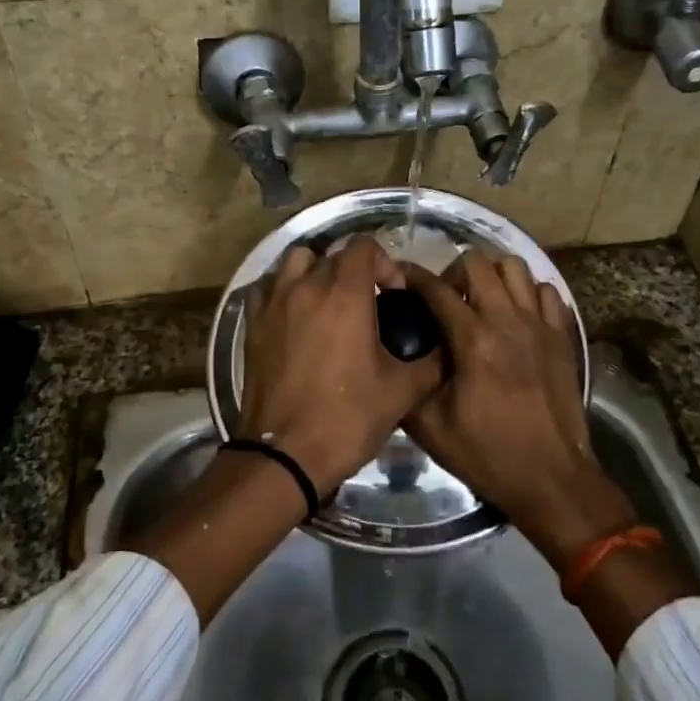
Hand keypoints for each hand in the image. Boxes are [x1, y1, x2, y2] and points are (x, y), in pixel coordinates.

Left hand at [238, 237, 443, 492]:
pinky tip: (295, 314)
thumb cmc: (348, 418)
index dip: (384, 263)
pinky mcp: (253, 324)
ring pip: (295, 261)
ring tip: (328, 301)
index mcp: (345, 294)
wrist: (286, 454)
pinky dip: (283, 289)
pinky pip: (267, 287)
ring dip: (315, 271)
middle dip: (354, 270)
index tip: (393, 295)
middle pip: (332, 254)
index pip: (363, 246)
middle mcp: (306, 287)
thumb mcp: (402, 391)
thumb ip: (432, 362)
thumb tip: (447, 347)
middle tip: (368, 304)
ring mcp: (274, 304)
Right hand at [403, 254, 636, 569]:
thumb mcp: (431, 428)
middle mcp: (508, 320)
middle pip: (478, 263)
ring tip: (482, 299)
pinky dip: (529, 293)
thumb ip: (410, 383)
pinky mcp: (564, 336)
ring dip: (493, 275)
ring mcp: (541, 325)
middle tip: (446, 297)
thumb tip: (395, 354)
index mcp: (473, 340)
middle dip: (454, 272)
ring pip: (516, 267)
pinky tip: (517, 314)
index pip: (437, 289)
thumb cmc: (488, 454)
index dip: (413, 275)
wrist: (551, 477)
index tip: (400, 274)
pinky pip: (547, 291)